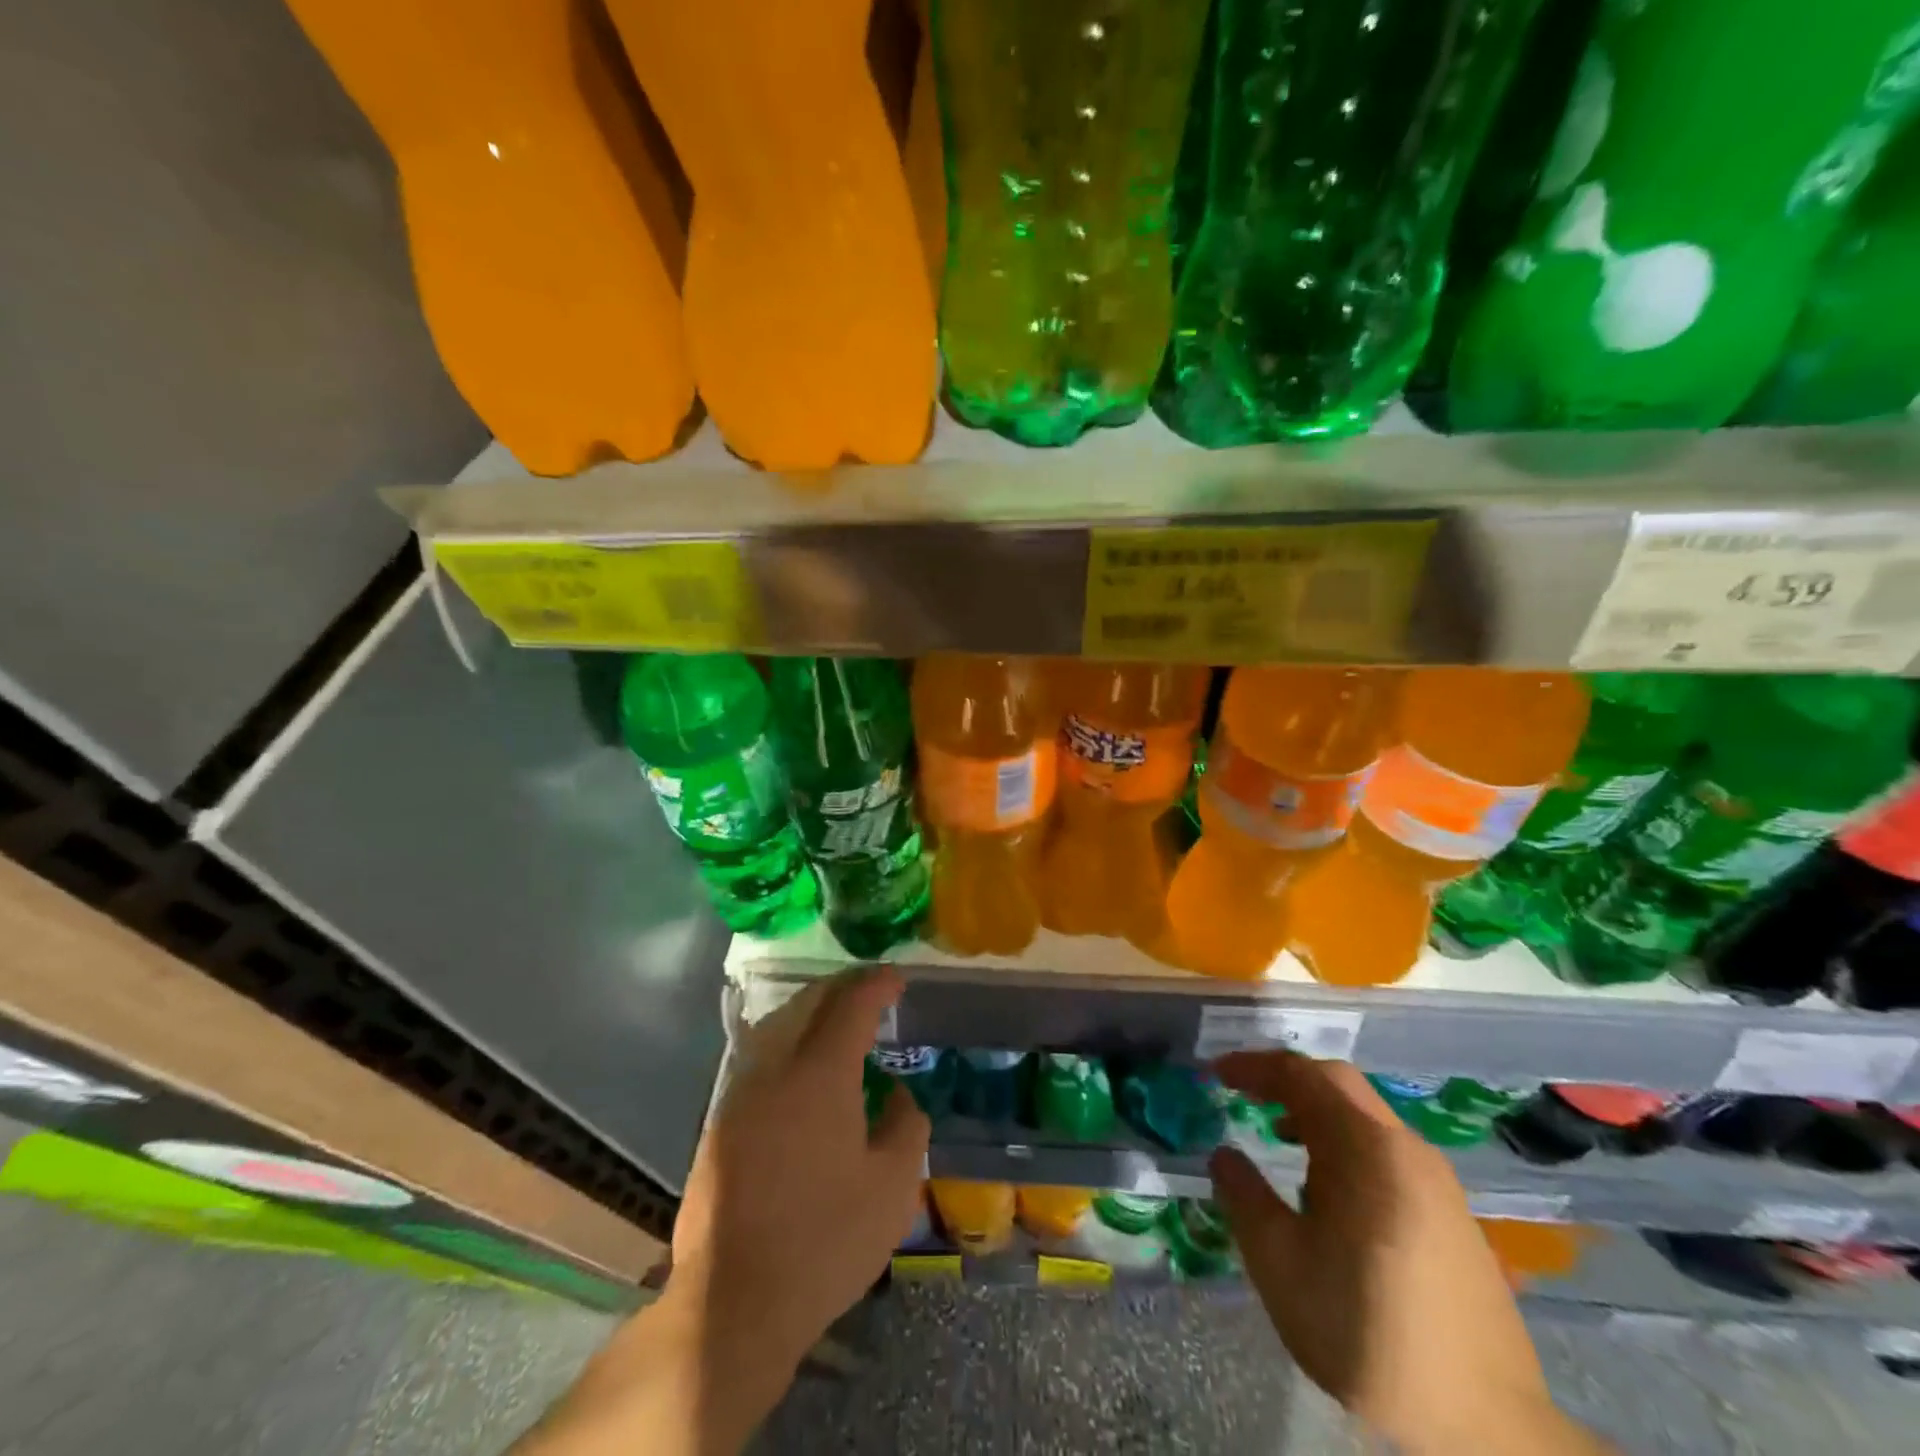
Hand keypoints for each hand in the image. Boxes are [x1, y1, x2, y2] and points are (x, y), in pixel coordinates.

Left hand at [672, 966, 929, 1372]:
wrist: (733, 1301)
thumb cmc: (825, 1240)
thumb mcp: (893, 1187)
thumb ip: (907, 1125)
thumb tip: (897, 1094)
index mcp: (820, 1073)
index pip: (851, 1003)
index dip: (877, 984)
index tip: (897, 979)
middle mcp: (775, 1067)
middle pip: (809, 1002)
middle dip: (843, 988)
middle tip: (872, 991)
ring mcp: (740, 1093)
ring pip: (778, 1025)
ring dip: (812, 1011)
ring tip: (840, 1021)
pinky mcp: (720, 1121)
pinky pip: (760, 1057)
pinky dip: (789, 1041)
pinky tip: (803, 1067)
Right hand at [1210, 1052, 1608, 1455]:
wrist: (1487, 1424)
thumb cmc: (1367, 1331)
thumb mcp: (1280, 1265)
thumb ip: (1244, 1197)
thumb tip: (1224, 1155)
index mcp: (1366, 1148)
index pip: (1301, 1076)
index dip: (1253, 1066)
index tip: (1215, 1073)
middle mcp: (1405, 1148)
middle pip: (1337, 1084)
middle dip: (1285, 1080)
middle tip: (1243, 1093)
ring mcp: (1435, 1179)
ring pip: (1364, 1115)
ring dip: (1315, 1112)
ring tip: (1277, 1137)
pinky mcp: (1450, 1210)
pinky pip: (1385, 1148)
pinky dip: (1344, 1142)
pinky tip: (1327, 1187)